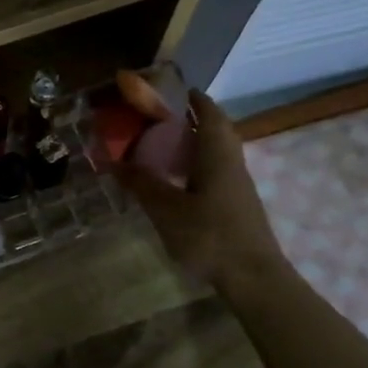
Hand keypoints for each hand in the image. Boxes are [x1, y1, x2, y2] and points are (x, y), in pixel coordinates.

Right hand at [115, 84, 287, 293]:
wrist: (253, 276)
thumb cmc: (209, 235)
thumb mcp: (166, 209)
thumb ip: (141, 183)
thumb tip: (114, 161)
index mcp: (216, 154)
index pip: (209, 113)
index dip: (192, 99)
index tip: (171, 91)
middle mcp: (231, 162)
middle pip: (216, 130)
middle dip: (192, 119)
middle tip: (161, 119)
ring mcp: (237, 185)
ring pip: (217, 152)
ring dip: (195, 143)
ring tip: (164, 146)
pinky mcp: (236, 204)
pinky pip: (216, 171)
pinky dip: (197, 165)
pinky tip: (178, 180)